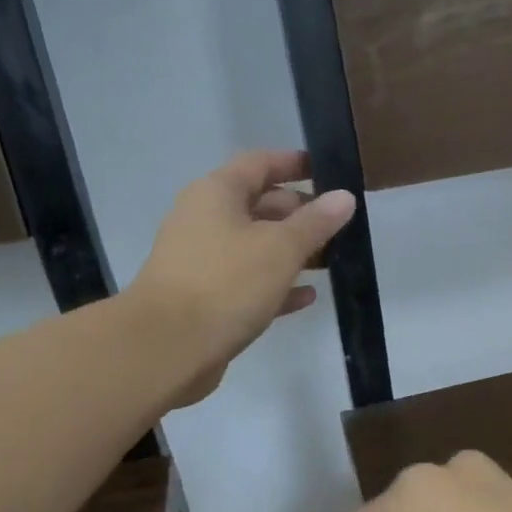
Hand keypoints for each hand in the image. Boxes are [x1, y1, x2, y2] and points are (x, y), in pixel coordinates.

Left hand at [127, 150, 354, 405]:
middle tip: (339, 225)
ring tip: (332, 260)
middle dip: (300, 212)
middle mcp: (204, 220)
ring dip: (292, 251)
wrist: (168, 348)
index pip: (259, 163)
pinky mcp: (205, 299)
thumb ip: (316, 222)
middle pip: (259, 204)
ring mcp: (202, 261)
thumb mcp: (281, 248)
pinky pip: (248, 282)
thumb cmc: (226, 283)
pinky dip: (277, 284)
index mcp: (216, 194)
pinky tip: (308, 296)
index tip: (329, 171)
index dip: (294, 163)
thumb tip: (344, 197)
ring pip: (255, 246)